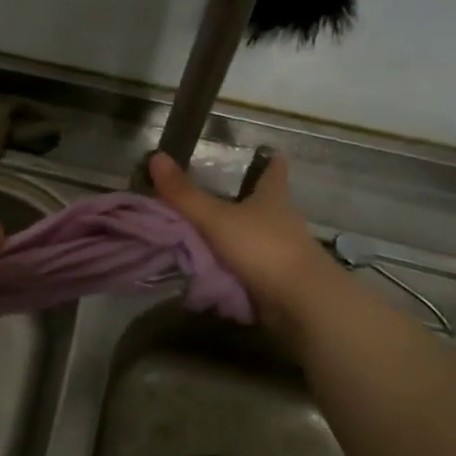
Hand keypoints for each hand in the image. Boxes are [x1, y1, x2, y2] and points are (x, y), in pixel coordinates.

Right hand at [148, 152, 336, 335]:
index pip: (275, 174)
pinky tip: (215, 268)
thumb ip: (184, 194)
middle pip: (267, 205)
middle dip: (248, 200)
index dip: (272, 163)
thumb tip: (156, 157)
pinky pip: (252, 267)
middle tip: (220, 194)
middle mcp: (282, 222)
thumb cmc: (262, 247)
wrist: (299, 301)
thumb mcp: (216, 219)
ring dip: (239, 236)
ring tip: (209, 233)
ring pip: (258, 237)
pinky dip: (236, 266)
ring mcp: (282, 253)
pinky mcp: (278, 280)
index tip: (272, 153)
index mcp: (272, 200)